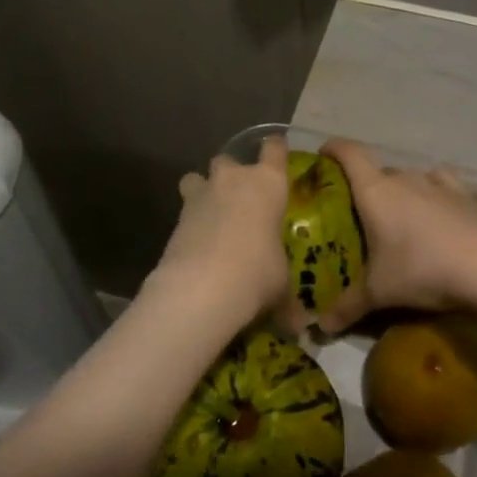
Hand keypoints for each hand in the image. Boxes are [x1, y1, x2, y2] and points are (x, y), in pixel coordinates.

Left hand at [147, 135, 292, 329]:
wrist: (203, 286)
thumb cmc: (258, 272)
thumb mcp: (281, 284)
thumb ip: (287, 294)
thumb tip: (300, 328)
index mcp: (268, 183)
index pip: (274, 148)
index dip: (275, 149)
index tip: (276, 156)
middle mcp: (234, 179)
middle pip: (229, 158)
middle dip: (232, 174)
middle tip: (240, 199)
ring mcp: (201, 195)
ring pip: (197, 177)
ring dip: (203, 190)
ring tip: (211, 215)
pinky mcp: (176, 217)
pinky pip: (185, 209)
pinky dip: (191, 222)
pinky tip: (198, 244)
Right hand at [319, 140, 476, 333]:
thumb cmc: (422, 269)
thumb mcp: (379, 292)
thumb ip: (347, 306)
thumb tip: (321, 326)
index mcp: (375, 192)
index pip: (349, 153)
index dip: (333, 148)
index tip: (322, 154)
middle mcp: (404, 178)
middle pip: (377, 171)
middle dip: (364, 186)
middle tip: (356, 212)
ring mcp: (437, 183)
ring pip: (408, 178)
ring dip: (398, 191)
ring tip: (395, 216)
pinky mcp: (464, 194)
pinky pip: (438, 183)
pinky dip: (430, 192)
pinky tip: (432, 209)